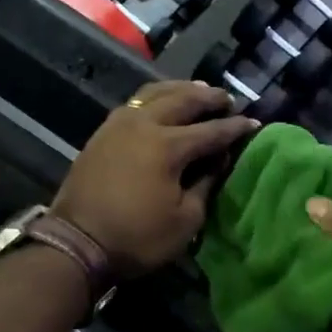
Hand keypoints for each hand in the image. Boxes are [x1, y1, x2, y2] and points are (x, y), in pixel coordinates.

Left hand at [53, 81, 257, 276]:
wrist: (78, 242)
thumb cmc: (138, 237)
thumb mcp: (185, 220)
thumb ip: (205, 185)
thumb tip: (217, 162)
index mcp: (168, 146)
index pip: (211, 131)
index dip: (235, 128)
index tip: (254, 123)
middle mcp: (144, 125)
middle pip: (183, 100)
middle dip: (209, 98)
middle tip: (228, 99)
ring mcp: (118, 125)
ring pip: (154, 94)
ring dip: (180, 89)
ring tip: (198, 90)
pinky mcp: (102, 133)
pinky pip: (134, 104)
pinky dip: (154, 98)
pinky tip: (161, 103)